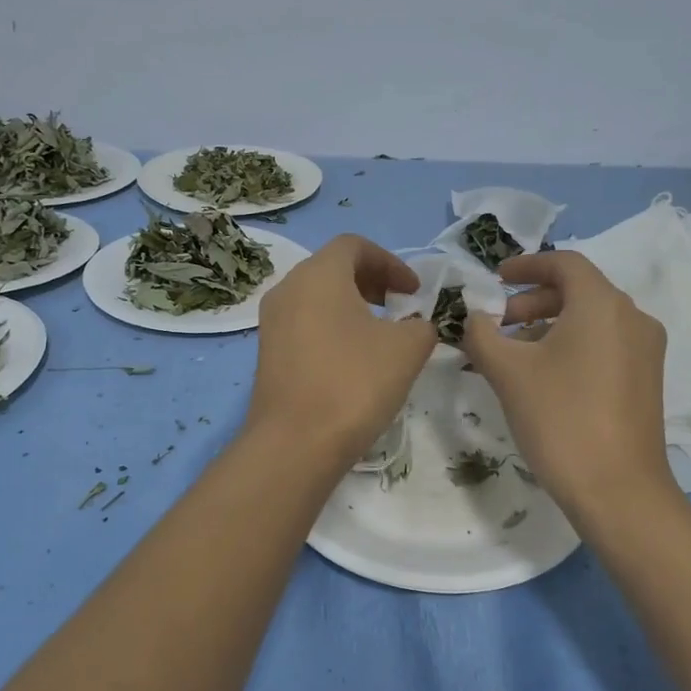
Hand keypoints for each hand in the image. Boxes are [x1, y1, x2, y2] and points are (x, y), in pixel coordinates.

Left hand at [245, 234, 436, 463]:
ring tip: (380, 335)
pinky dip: (332, 328)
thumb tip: (417, 327)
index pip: (355, 246)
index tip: (414, 291)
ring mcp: (272, 322)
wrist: (295, 444)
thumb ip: (422, 325)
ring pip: (317, 298)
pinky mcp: (268, 353)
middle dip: (371, 282)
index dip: (391, 262)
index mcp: (318, 274)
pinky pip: (305, 324)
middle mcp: (288, 289)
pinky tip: (353, 361)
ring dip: (352, 306)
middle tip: (399, 307)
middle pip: (333, 268)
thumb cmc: (354, 382)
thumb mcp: (407, 348)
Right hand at [460, 252, 675, 522]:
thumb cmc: (559, 418)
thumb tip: (476, 318)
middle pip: (578, 291)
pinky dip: (571, 346)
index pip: (564, 263)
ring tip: (512, 355)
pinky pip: (604, 345)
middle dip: (532, 302)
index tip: (495, 279)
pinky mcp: (646, 380)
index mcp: (603, 304)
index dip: (526, 265)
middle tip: (497, 325)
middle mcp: (632, 318)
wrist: (617, 490)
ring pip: (591, 321)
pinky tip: (543, 377)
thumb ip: (482, 334)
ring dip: (548, 326)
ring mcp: (645, 350)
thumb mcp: (508, 372)